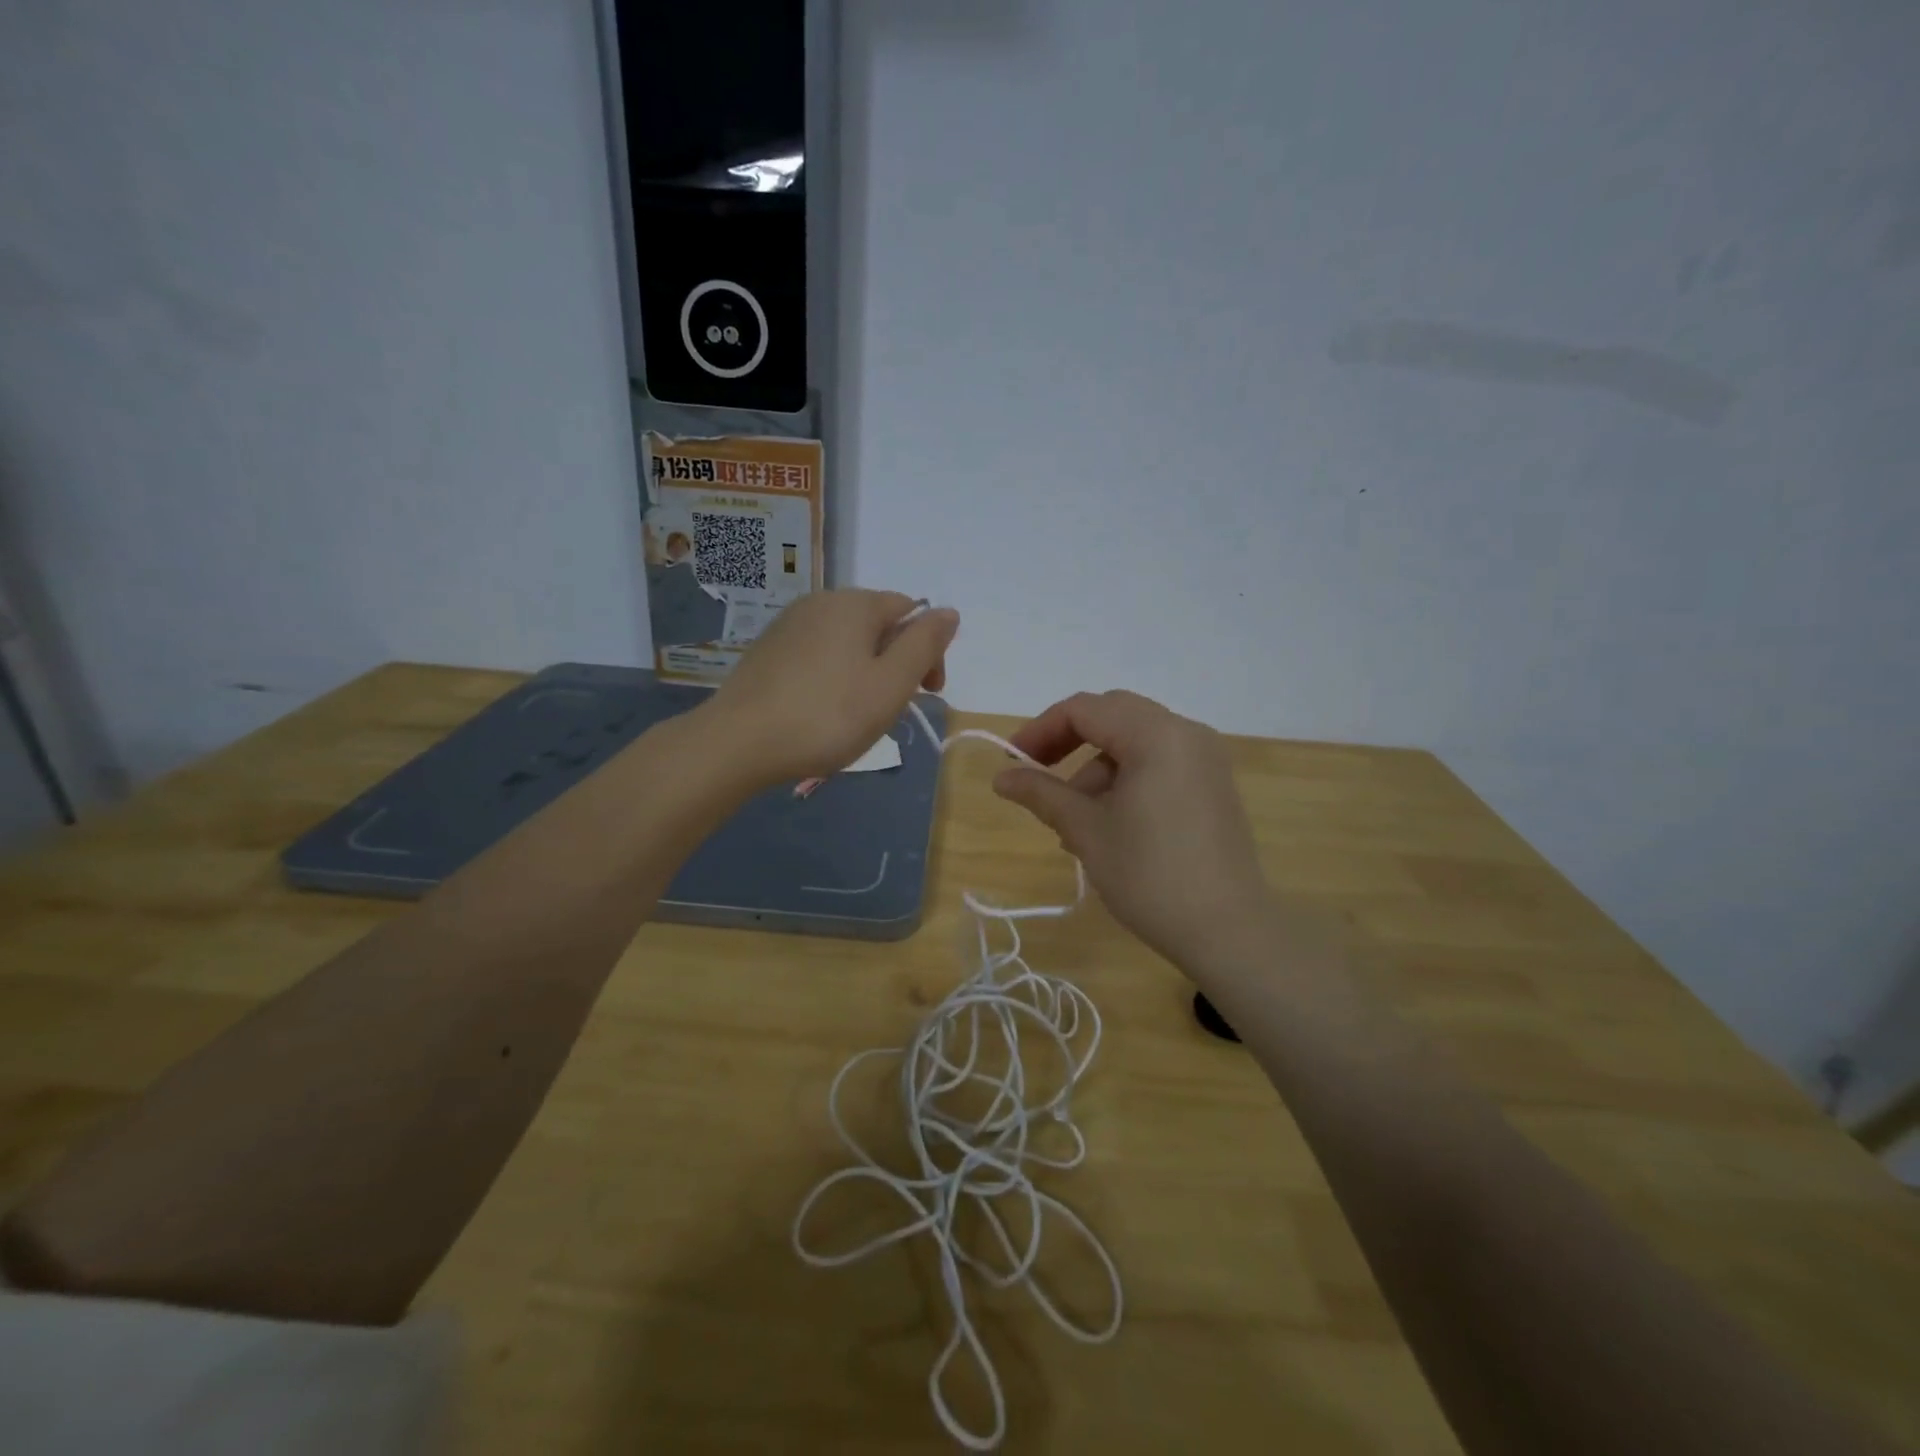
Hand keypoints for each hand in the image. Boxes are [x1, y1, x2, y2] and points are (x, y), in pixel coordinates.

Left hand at [704, 590, 958, 784]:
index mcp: (855, 604)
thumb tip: (948, 612)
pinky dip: (834, 676)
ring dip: (866, 672)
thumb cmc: (827, 715)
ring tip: (858, 715)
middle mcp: (821, 602)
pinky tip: (824, 710)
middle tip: (892, 710)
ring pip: (848, 642)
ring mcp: (790, 624)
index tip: (927, 694)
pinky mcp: (769, 650)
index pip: (911, 612)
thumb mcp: (890, 685)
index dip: (928, 652)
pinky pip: (819, 655)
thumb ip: (924, 645)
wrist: (739, 742)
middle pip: (879, 625)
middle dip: (896, 663)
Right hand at [994, 691, 1272, 970]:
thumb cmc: (1150, 875)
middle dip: (1069, 743)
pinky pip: (1159, 763)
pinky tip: (1110, 825)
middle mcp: (1186, 733)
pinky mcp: (1213, 785)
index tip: (1012, 762)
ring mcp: (1205, 759)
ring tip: (1074, 823)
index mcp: (1156, 734)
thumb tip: (1001, 778)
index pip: (1085, 710)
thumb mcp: (1086, 830)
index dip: (1041, 730)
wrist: (1228, 931)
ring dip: (1097, 769)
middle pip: (1113, 716)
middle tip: (1038, 777)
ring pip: (1135, 742)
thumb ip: (1041, 793)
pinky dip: (1126, 780)